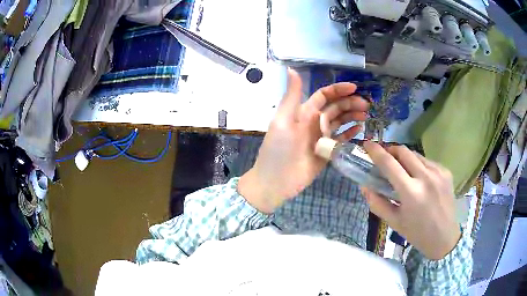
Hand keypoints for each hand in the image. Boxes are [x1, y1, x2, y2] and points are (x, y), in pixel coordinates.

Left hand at [239, 69, 368, 212]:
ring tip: (366, 115)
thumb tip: (291, 69)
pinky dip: (350, 133)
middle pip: (336, 108)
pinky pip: (341, 139)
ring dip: (353, 116)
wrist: (276, 182)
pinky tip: (360, 129)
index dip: (338, 90)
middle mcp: (314, 122)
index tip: (354, 88)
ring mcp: (322, 138)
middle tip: (366, 105)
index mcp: (304, 112)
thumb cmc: (278, 150)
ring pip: (340, 122)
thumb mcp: (283, 120)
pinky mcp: (327, 152)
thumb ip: (291, 96)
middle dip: (350, 103)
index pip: (324, 96)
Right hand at [362, 142, 460, 259]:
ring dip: (405, 158)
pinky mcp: (446, 172)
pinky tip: (420, 178)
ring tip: (403, 171)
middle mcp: (426, 177)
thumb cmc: (417, 233)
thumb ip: (377, 203)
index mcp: (411, 192)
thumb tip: (365, 186)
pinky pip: (427, 161)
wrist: (445, 237)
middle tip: (385, 158)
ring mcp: (438, 172)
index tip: (367, 144)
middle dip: (391, 151)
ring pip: (416, 155)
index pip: (389, 164)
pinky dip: (419, 165)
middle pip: (403, 151)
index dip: (376, 152)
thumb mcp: (394, 222)